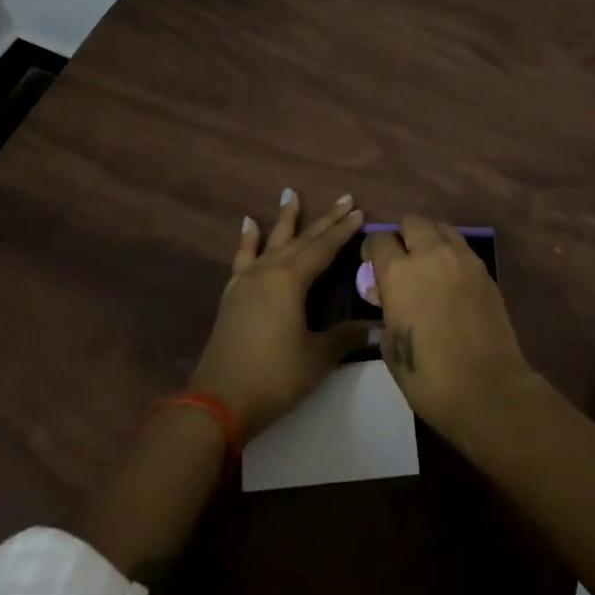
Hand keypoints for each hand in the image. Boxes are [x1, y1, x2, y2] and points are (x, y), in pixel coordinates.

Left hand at [190, 189, 371, 439]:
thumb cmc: (274, 376)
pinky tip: (248, 224)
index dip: (343, 231)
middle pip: (301, 239)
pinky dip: (247, 239)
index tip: (359, 211)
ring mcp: (247, 281)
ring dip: (284, 218)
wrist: (218, 401)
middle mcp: (269, 271)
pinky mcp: (232, 294)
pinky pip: (242, 257)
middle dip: (325, 219)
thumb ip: (345, 336)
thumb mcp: (317, 357)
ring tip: (289, 193)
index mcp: (291, 280)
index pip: (324, 248)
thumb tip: (376, 327)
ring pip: (271, 241)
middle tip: (344, 198)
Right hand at [362, 216, 536, 443]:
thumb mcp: (390, 346)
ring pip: (441, 228)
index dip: (371, 249)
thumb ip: (387, 310)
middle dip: (403, 235)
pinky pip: (462, 247)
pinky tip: (450, 277)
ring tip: (428, 263)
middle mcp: (429, 255)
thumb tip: (390, 298)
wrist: (487, 389)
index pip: (379, 240)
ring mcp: (461, 259)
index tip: (371, 262)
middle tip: (402, 258)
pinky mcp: (484, 270)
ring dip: (430, 238)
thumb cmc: (429, 377)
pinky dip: (451, 253)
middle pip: (412, 222)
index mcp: (398, 273)